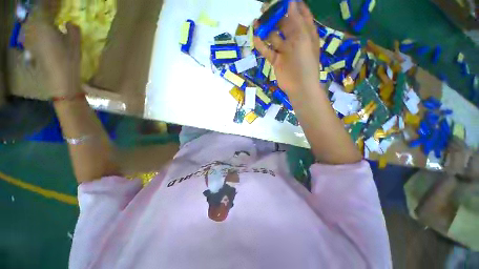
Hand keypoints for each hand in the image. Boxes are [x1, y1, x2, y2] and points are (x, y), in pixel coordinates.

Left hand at [24, 10, 81, 97]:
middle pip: (36, 14)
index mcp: (44, 25)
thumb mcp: (75, 43)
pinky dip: (35, 29)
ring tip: (47, 20)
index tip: (57, 2)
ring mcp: (30, 39)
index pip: (44, 6)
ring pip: (31, 23)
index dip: (51, 3)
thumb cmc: (69, 61)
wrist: (60, 80)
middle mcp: (33, 29)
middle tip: (52, 9)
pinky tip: (41, 32)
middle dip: (44, 10)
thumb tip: (68, 23)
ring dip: (38, 19)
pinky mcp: (30, 48)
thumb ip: (73, 29)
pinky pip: (30, 33)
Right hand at [253, 1, 319, 95]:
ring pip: (274, 38)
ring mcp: (284, 51)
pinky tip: (255, 38)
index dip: (293, 5)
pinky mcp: (276, 61)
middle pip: (284, 24)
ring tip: (256, 22)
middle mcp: (294, 40)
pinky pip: (268, 51)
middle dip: (275, 16)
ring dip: (266, 31)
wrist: (299, 86)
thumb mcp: (303, 38)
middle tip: (264, 8)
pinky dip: (262, 46)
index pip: (300, 14)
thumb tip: (291, 1)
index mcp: (305, 33)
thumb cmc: (305, 62)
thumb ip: (297, 20)